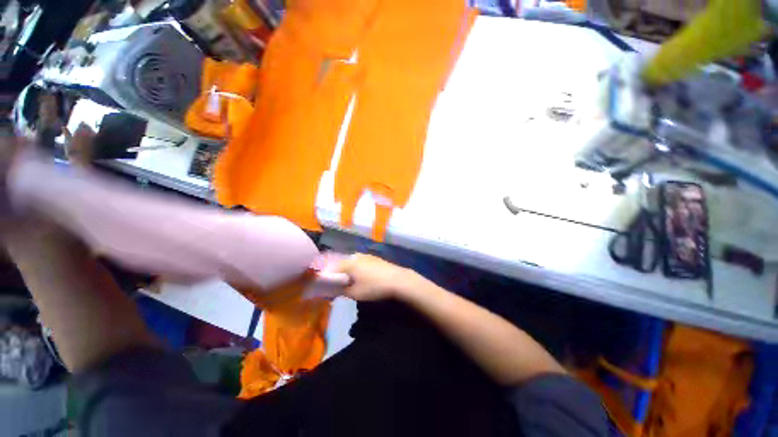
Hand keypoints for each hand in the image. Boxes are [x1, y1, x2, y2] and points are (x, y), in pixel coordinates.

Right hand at [335, 254, 419, 301]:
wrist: (397, 280)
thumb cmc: (374, 287)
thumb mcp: (355, 293)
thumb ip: (341, 291)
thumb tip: (333, 291)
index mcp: (349, 263)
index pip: (332, 267)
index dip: (327, 276)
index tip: (324, 285)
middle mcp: (356, 256)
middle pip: (341, 262)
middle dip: (337, 272)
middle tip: (335, 283)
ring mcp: (366, 255)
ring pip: (351, 261)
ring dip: (347, 269)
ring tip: (347, 280)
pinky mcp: (374, 258)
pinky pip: (359, 261)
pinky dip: (356, 267)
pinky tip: (360, 275)